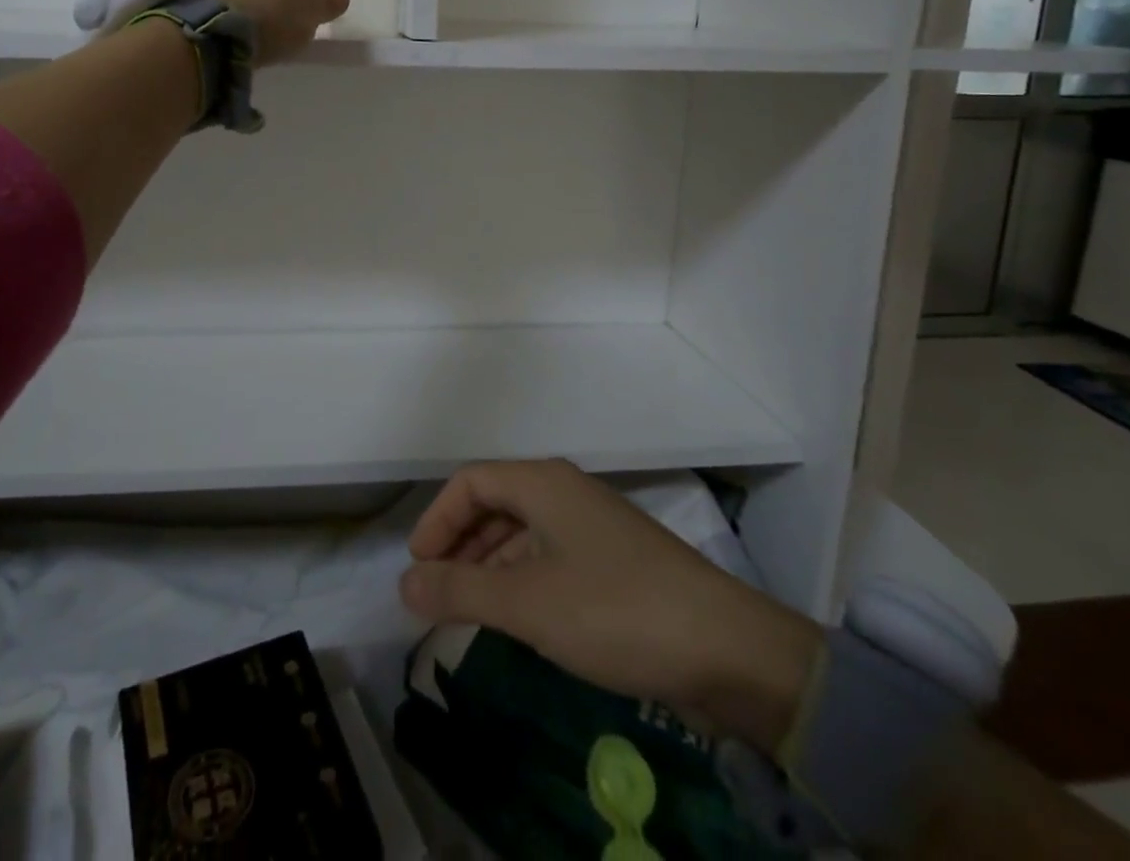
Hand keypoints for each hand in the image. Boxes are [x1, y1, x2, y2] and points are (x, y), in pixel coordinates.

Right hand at [400, 460, 821, 753]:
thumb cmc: (614, 610)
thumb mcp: (527, 604)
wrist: (726, 648)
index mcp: (544, 483)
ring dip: (489, 565)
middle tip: (437, 592)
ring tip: (469, 609)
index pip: (471, 482)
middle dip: (460, 543)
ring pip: (523, 532)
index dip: (437, 519)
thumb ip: (459, 591)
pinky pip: (550, 556)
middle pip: (496, 503)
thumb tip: (404, 582)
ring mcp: (594, 526)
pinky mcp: (615, 561)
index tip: (418, 567)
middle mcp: (566, 492)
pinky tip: (519, 617)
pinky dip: (522, 579)